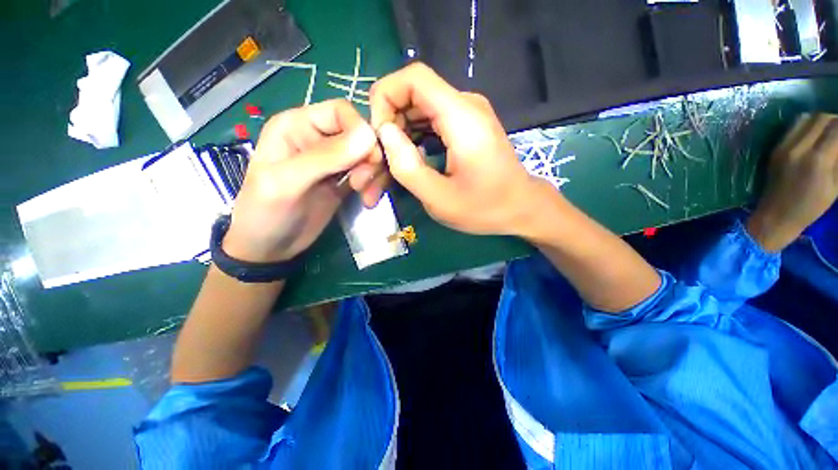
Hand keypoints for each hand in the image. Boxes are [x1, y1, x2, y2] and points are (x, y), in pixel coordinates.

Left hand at [223, 100, 378, 262]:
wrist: (269, 248)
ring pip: (369, 155)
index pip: (342, 112)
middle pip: (361, 135)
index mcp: (297, 125)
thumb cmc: (265, 213)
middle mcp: (318, 138)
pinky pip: (369, 175)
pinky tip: (368, 201)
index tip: (371, 159)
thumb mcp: (287, 182)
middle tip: (363, 184)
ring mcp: (334, 162)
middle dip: (371, 158)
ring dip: (375, 175)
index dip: (362, 131)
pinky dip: (374, 186)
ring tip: (367, 196)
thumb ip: (325, 157)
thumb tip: (369, 135)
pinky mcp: (344, 181)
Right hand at [369, 62, 546, 235]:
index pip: (412, 78)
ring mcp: (466, 114)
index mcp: (462, 118)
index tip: (378, 137)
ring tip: (392, 165)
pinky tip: (409, 160)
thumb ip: (407, 167)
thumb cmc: (484, 208)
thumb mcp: (439, 199)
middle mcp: (465, 105)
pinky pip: (430, 121)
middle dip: (388, 123)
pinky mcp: (465, 126)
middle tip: (382, 160)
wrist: (520, 207)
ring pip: (418, 108)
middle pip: (412, 93)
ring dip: (399, 134)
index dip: (384, 98)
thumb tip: (384, 133)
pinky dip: (413, 138)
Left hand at [747, 113, 837, 251]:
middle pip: (823, 118)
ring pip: (807, 118)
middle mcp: (799, 148)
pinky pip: (794, 126)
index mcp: (818, 159)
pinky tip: (815, 134)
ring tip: (830, 131)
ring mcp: (784, 147)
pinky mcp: (775, 148)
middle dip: (836, 120)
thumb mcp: (836, 185)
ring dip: (822, 120)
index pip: (837, 128)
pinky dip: (808, 124)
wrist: (775, 215)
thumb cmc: (811, 207)